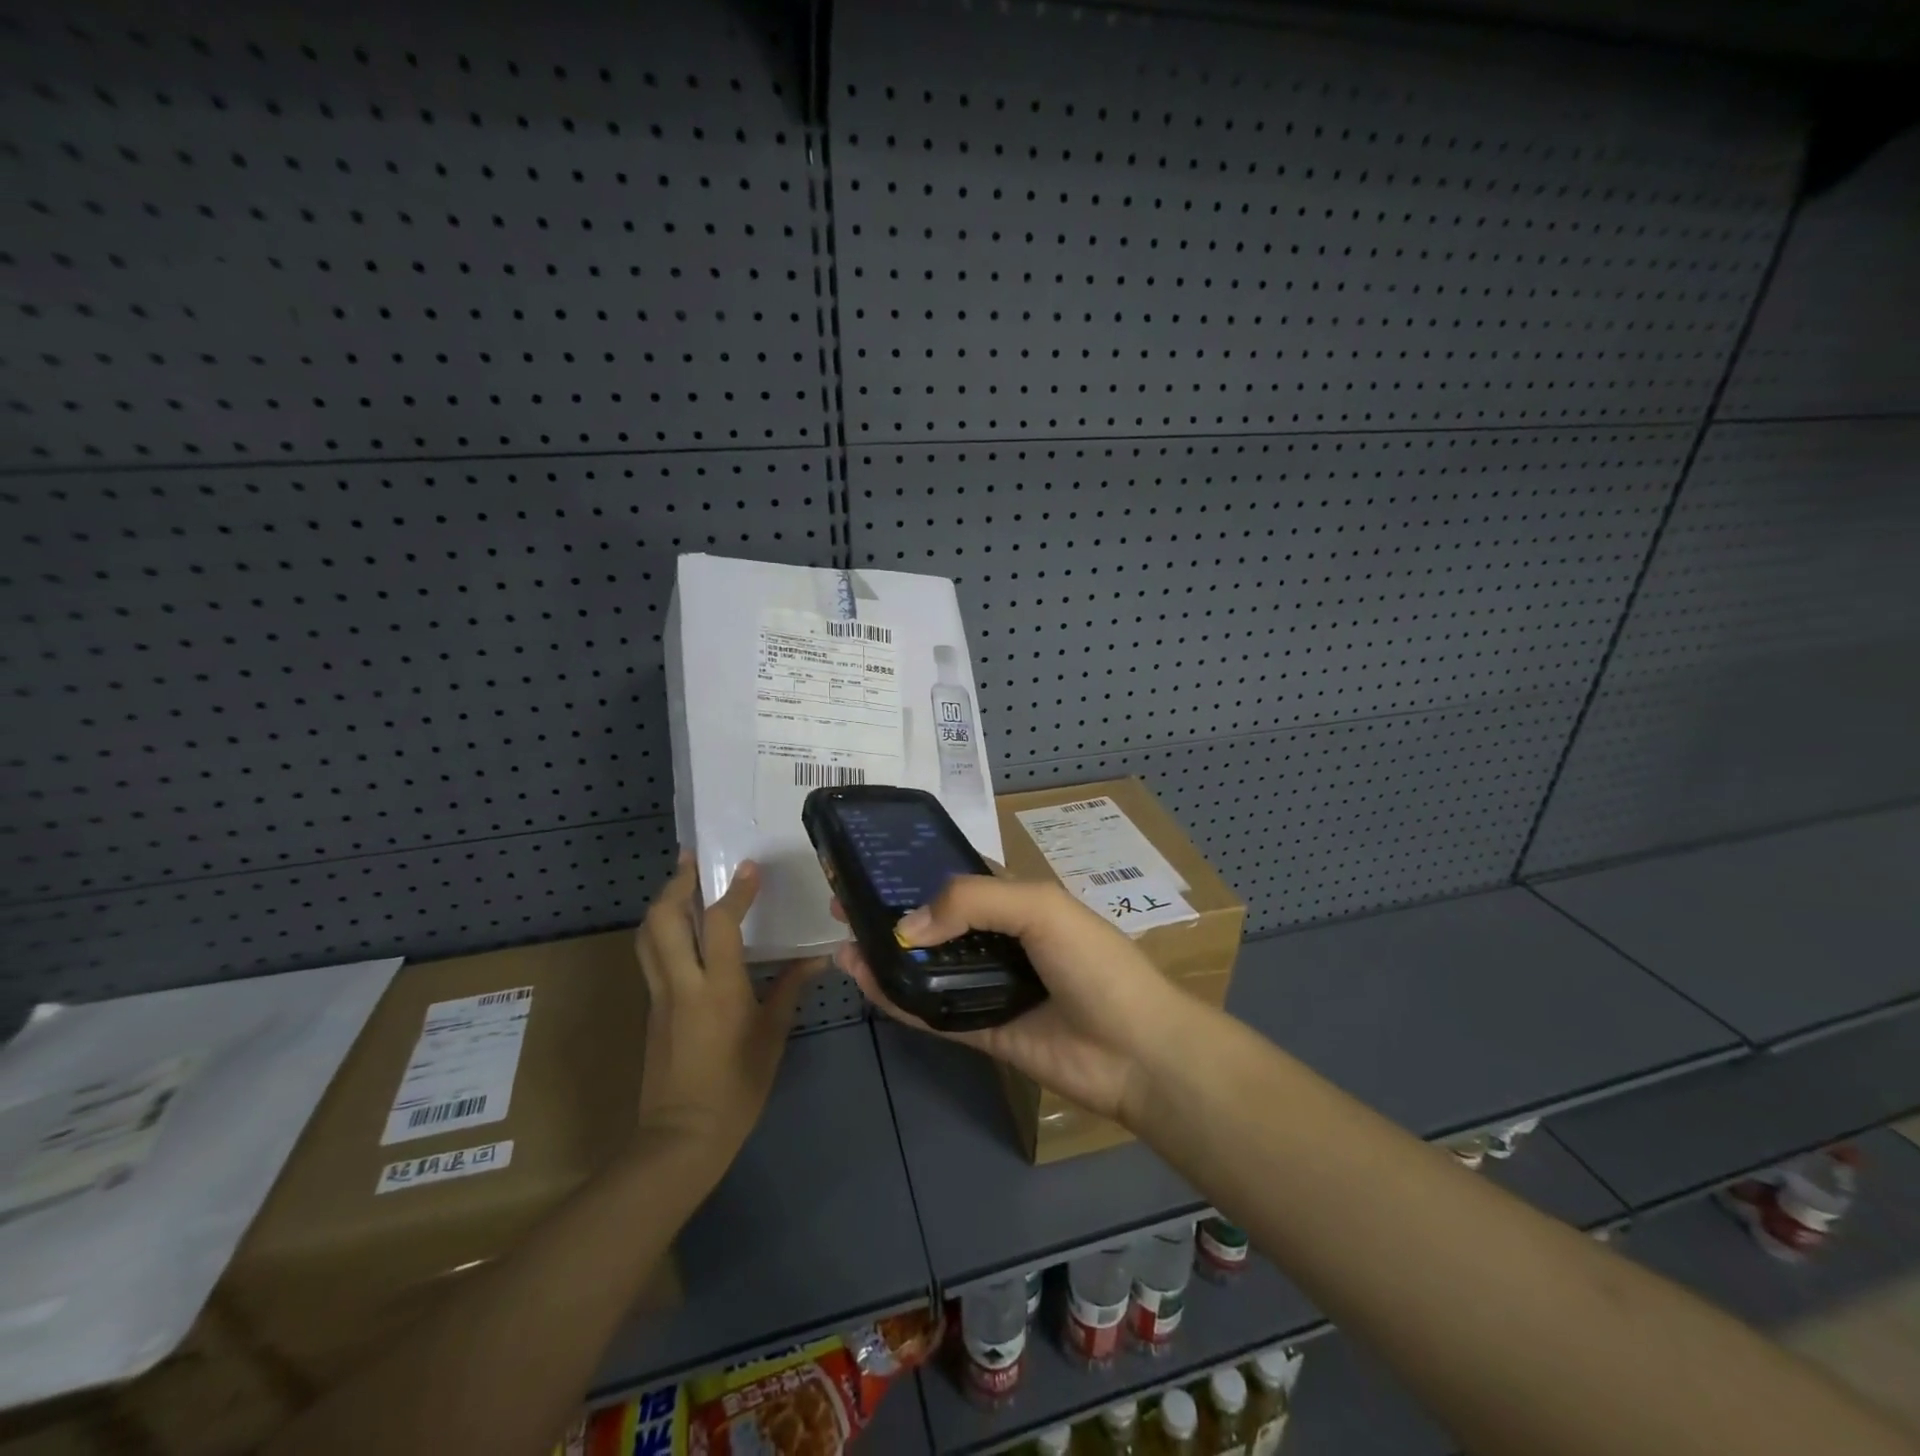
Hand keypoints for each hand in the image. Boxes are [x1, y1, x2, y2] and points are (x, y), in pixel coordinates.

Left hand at [634, 853, 823, 1167]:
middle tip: (691, 859)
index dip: (735, 891)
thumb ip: (791, 989)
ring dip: (662, 903)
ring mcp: (659, 996)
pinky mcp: (651, 1009)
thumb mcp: (772, 1036)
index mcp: (717, 988)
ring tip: (680, 883)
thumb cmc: (737, 1087)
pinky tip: (681, 931)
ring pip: (647, 936)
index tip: (749, 866)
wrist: (681, 1138)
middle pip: (663, 919)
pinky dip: (662, 931)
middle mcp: (681, 983)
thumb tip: (818, 959)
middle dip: (675, 884)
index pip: (720, 924)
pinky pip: (651, 957)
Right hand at [833, 876, 1184, 1127]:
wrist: (1135, 1049)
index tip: (871, 866)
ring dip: (885, 955)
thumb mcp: (1039, 907)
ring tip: (843, 944)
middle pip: (933, 923)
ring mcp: (987, 987)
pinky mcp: (981, 1030)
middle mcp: (997, 941)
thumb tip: (906, 925)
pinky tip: (865, 982)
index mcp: (1015, 902)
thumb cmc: (1094, 962)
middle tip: (842, 906)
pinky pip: (930, 1012)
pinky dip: (897, 998)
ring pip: (925, 968)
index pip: (956, 879)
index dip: (915, 871)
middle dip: (890, 913)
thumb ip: (971, 902)